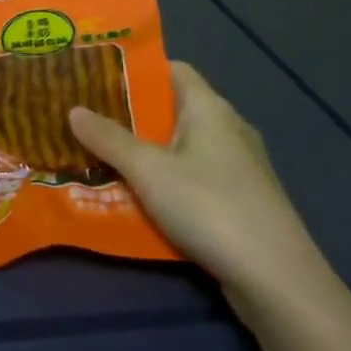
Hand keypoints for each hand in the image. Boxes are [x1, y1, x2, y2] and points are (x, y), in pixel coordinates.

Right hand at [69, 62, 332, 316]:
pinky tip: (140, 198)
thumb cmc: (210, 207)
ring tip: (104, 157)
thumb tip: (73, 109)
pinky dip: (168, 182)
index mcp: (209, 107)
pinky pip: (195, 178)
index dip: (136, 70)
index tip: (98, 77)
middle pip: (173, 109)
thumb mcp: (148, 171)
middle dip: (132, 115)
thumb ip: (109, 139)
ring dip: (147, 153)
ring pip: (182, 147)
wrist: (277, 281)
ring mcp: (239, 167)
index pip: (171, 69)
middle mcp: (227, 128)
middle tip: (89, 119)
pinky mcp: (242, 201)